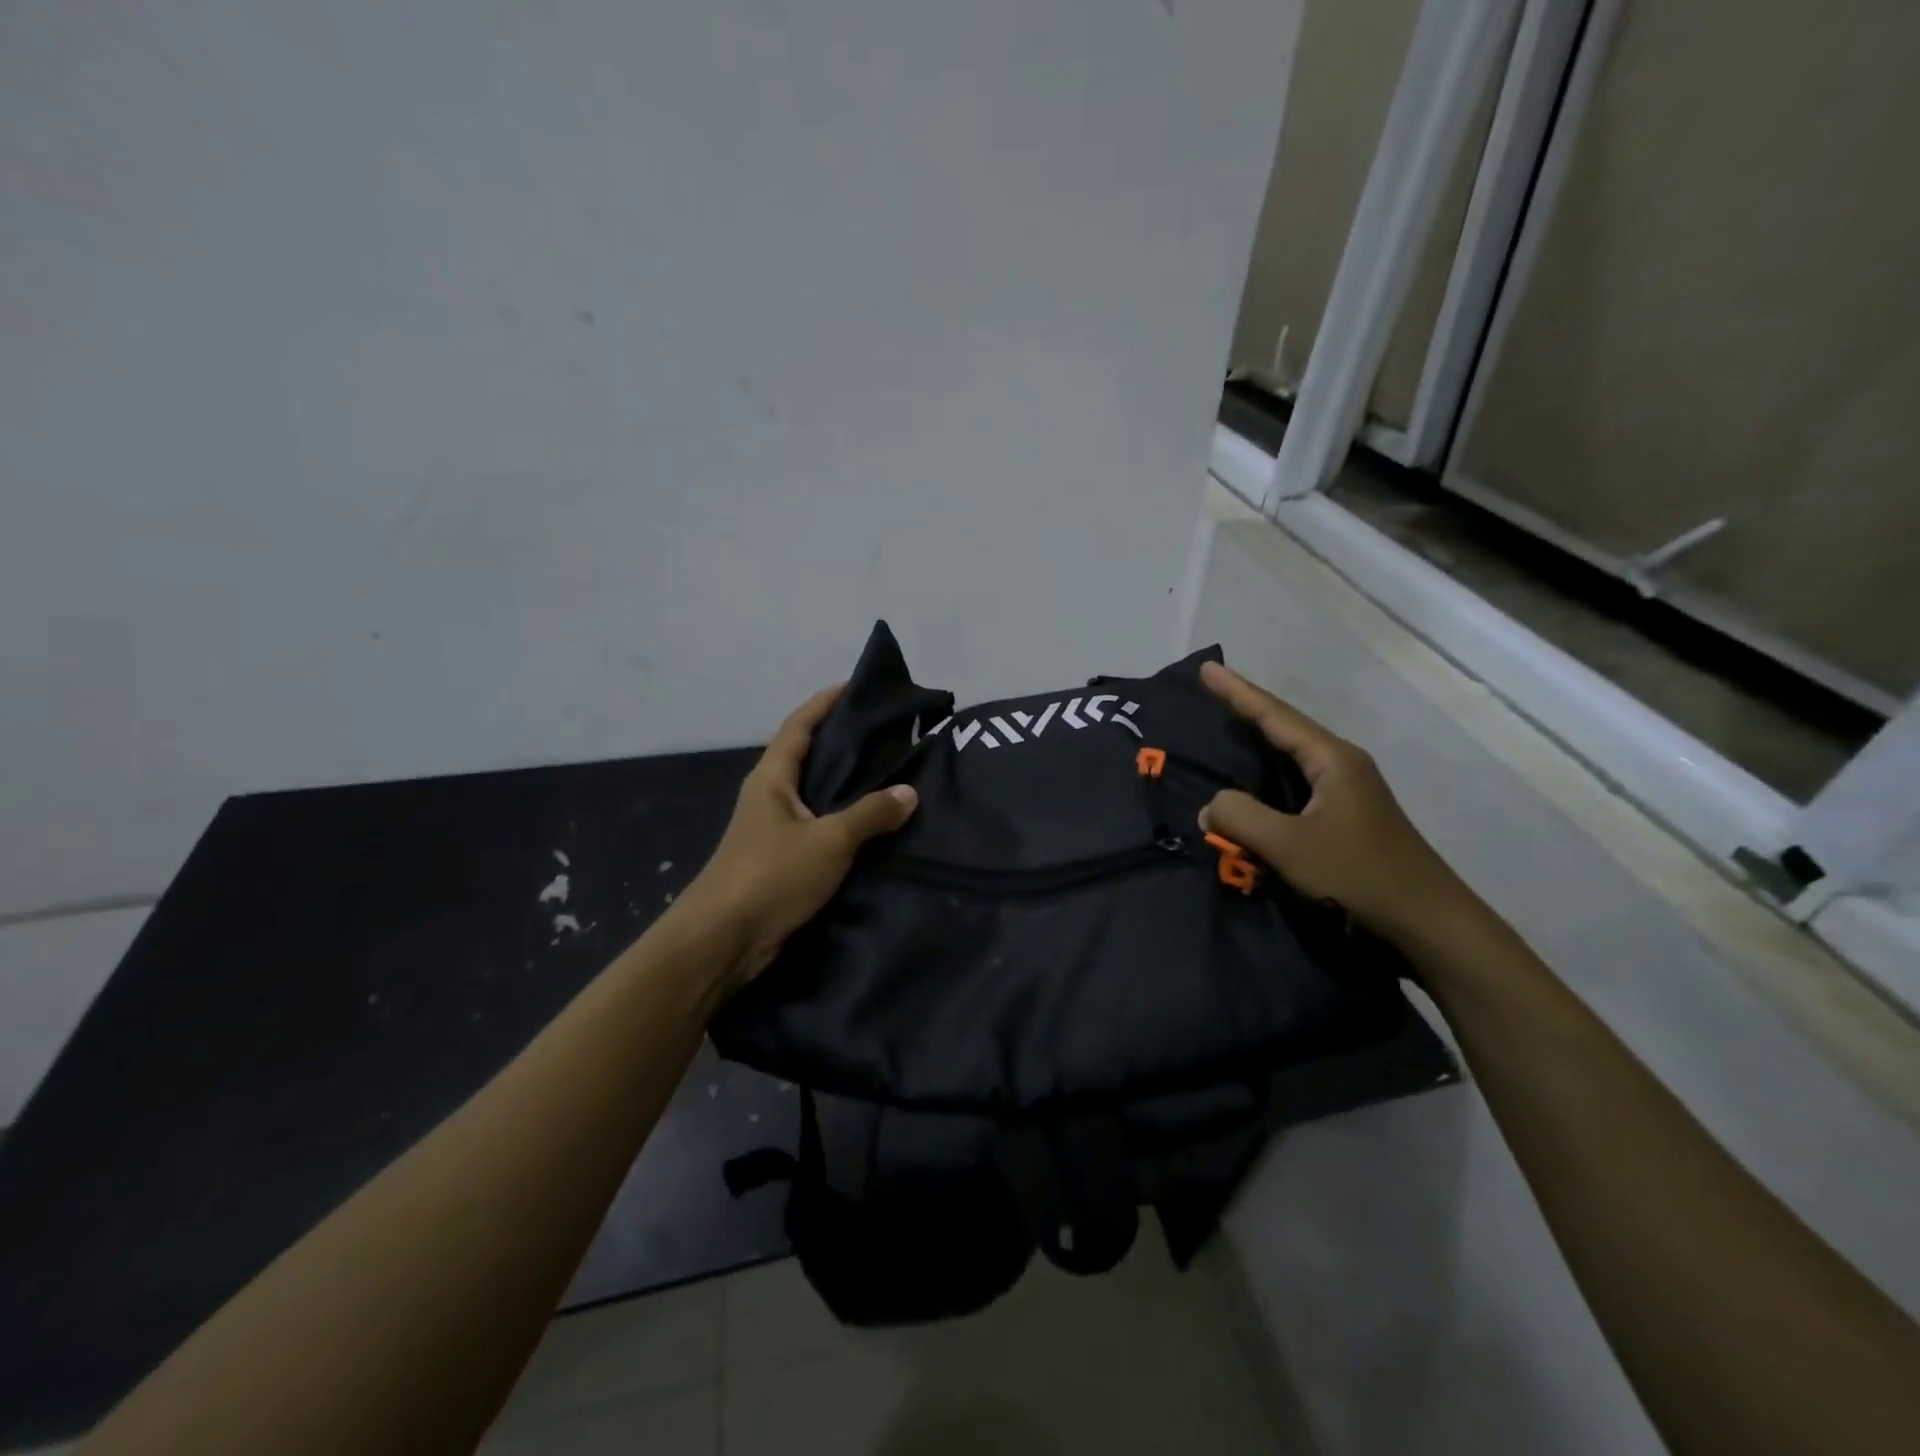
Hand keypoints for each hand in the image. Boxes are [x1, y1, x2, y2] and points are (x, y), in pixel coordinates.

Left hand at [675, 685, 917, 987]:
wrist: (722, 941)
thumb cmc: (770, 876)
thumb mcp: (828, 841)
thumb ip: (870, 815)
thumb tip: (909, 793)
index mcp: (772, 778)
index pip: (799, 725)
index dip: (825, 702)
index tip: (857, 687)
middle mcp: (770, 796)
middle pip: (807, 755)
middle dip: (842, 741)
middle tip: (888, 733)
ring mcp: (773, 829)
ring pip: (815, 794)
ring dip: (846, 783)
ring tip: (890, 773)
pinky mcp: (781, 859)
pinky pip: (819, 826)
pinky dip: (844, 819)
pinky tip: (873, 825)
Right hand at [1197, 661, 1470, 942]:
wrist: (1428, 924)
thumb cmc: (1359, 876)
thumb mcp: (1289, 846)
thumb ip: (1241, 818)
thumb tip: (1210, 806)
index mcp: (1333, 760)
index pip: (1275, 716)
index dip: (1237, 692)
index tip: (1207, 668)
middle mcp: (1342, 766)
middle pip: (1285, 728)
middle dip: (1246, 709)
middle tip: (1210, 691)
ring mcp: (1348, 793)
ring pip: (1291, 758)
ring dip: (1257, 744)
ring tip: (1224, 729)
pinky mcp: (1346, 819)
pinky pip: (1296, 786)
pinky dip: (1267, 779)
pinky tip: (1253, 786)